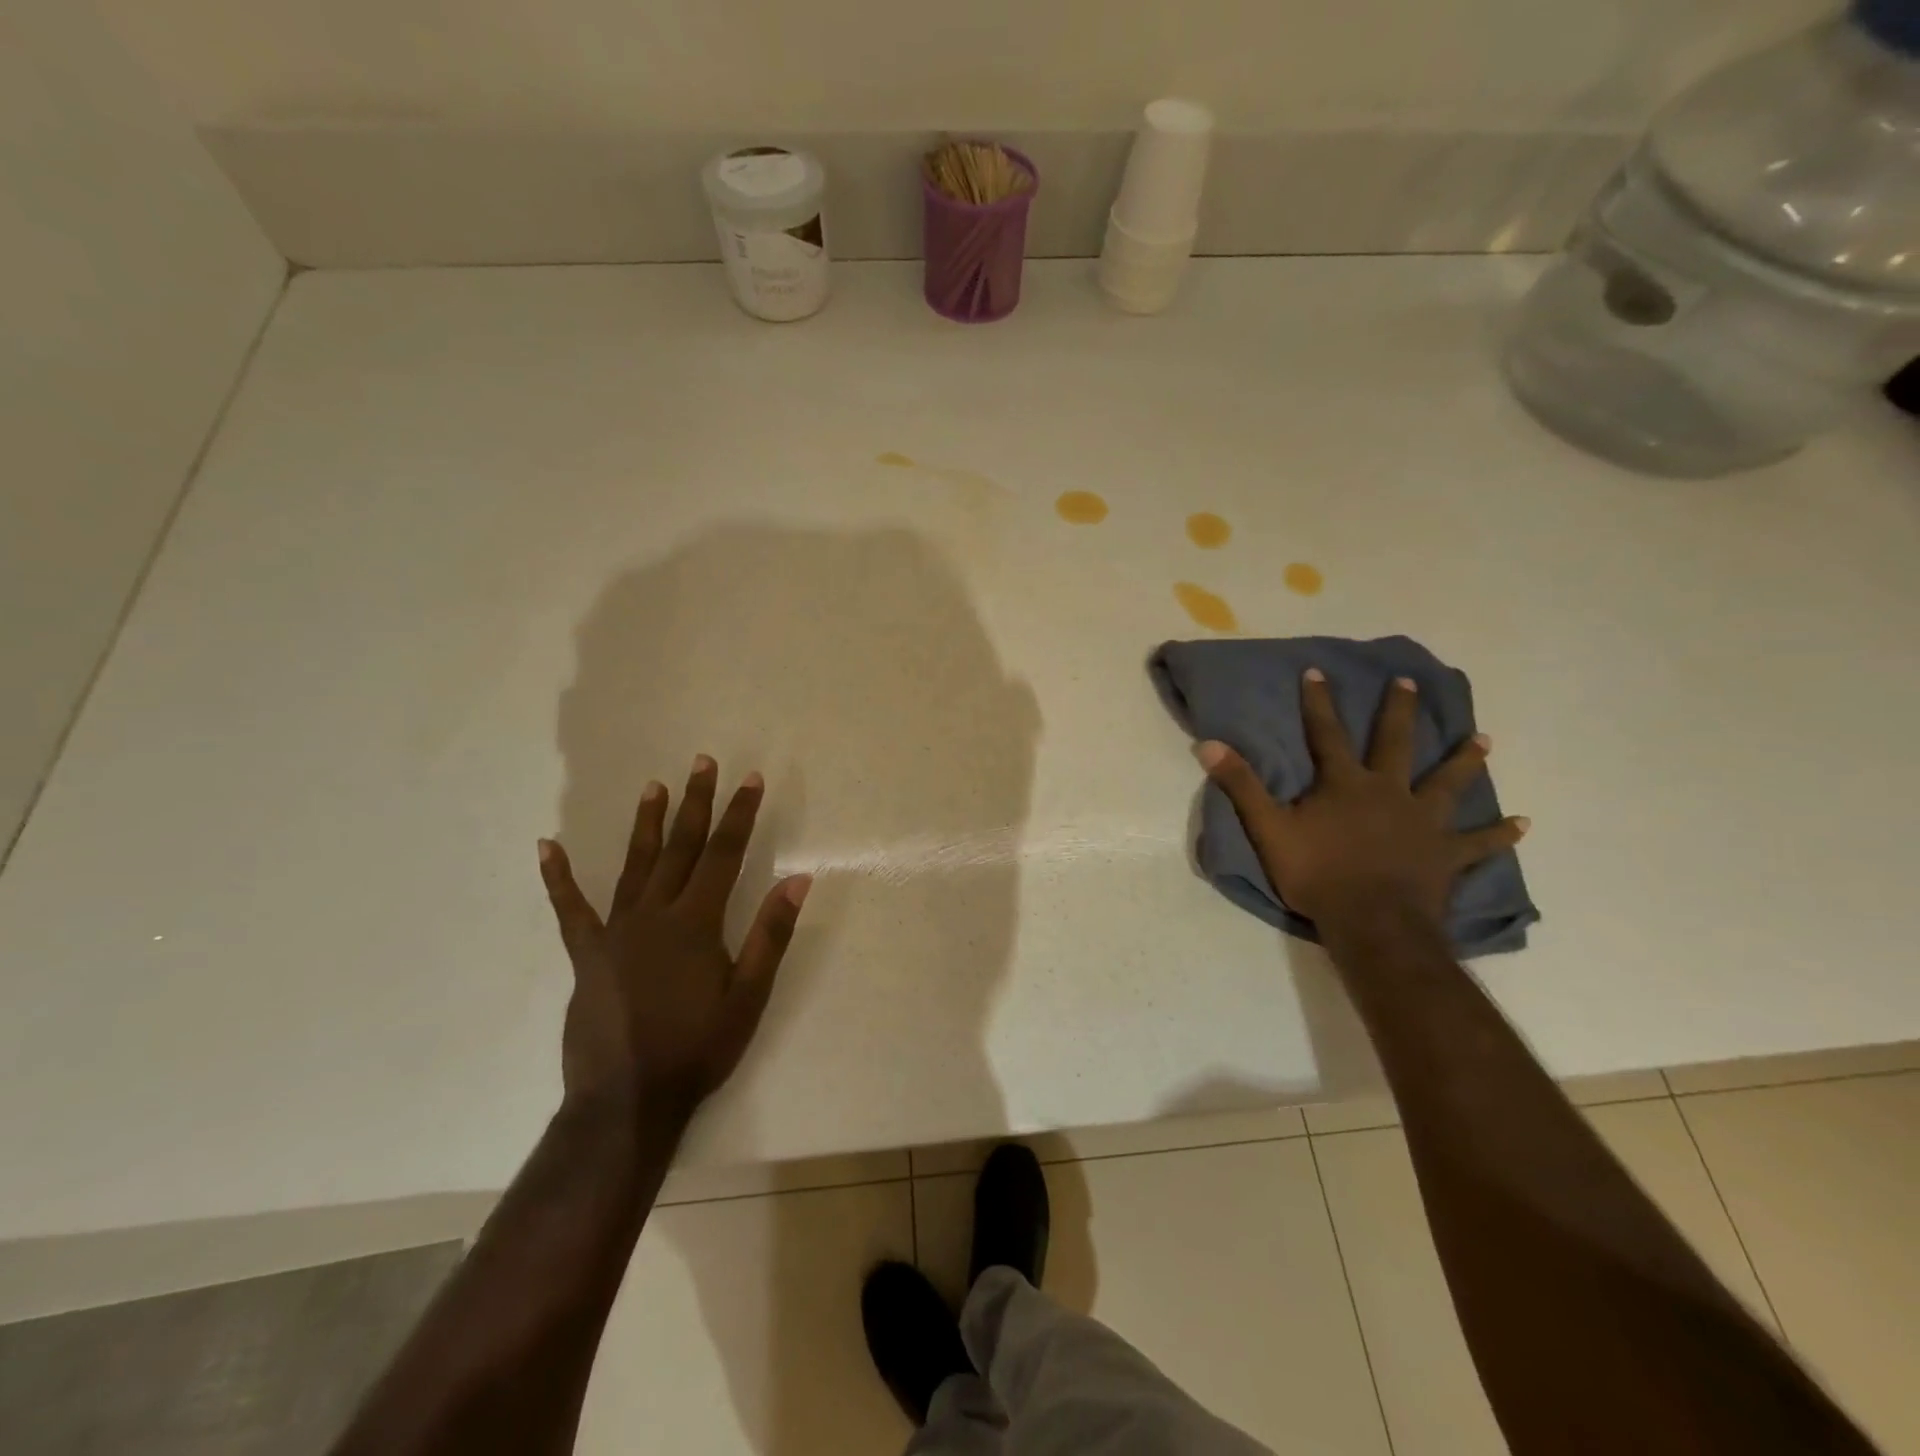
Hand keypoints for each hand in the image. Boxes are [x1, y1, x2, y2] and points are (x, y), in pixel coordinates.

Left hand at [537, 756, 810, 1118]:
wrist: (627, 1101)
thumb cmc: (698, 1049)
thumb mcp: (749, 996)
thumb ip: (770, 935)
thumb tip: (797, 880)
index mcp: (696, 923)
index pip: (724, 854)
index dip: (739, 814)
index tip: (750, 779)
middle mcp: (655, 915)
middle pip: (681, 847)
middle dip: (696, 802)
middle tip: (702, 762)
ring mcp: (616, 932)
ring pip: (634, 865)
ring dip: (647, 823)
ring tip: (654, 786)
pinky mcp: (587, 955)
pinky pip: (571, 909)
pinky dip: (558, 878)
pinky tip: (547, 847)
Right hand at [1196, 669, 1528, 934]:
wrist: (1372, 923)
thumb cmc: (1317, 874)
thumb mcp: (1269, 829)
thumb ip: (1242, 785)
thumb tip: (1208, 744)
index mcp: (1345, 784)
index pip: (1327, 733)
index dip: (1319, 702)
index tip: (1318, 671)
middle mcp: (1389, 792)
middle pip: (1396, 743)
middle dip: (1400, 712)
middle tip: (1410, 684)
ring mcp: (1423, 822)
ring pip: (1447, 783)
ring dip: (1464, 761)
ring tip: (1483, 739)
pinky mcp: (1446, 855)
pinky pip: (1479, 842)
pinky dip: (1500, 834)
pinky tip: (1524, 825)